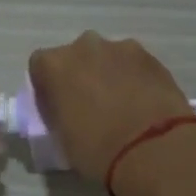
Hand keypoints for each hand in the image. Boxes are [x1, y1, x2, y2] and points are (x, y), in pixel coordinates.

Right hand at [27, 33, 192, 180]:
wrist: (155, 150)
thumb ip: (58, 113)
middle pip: (76, 56)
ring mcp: (122, 48)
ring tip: (122, 107)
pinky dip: (135, 79)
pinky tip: (143, 104)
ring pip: (108, 58)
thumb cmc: (97, 150)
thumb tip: (66, 110)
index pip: (40, 66)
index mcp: (55, 65)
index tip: (57, 108)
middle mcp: (85, 46)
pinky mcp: (153, 57)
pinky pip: (134, 65)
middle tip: (91, 106)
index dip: (48, 87)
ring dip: (109, 75)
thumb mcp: (61, 138)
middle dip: (80, 75)